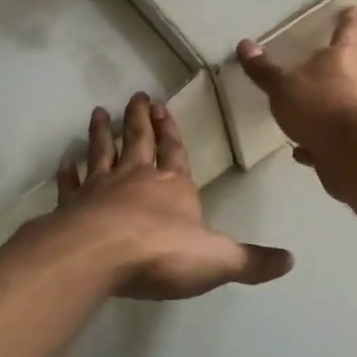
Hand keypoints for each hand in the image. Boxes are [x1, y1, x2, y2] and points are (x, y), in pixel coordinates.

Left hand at [51, 92, 293, 299]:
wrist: (100, 255)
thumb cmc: (163, 252)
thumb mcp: (218, 259)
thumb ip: (252, 261)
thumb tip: (291, 260)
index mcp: (173, 185)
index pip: (175, 151)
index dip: (171, 130)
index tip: (162, 105)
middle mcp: (136, 178)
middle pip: (138, 141)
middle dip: (139, 119)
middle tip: (136, 95)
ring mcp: (101, 189)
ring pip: (102, 153)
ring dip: (102, 133)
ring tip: (99, 112)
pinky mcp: (72, 207)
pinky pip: (70, 185)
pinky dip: (68, 173)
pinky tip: (64, 162)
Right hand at [237, 6, 356, 197]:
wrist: (352, 153)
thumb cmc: (319, 105)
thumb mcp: (283, 86)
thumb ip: (264, 69)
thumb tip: (244, 45)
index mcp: (344, 58)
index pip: (348, 31)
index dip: (350, 20)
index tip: (354, 10)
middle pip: (349, 68)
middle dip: (335, 68)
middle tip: (319, 66)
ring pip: (343, 104)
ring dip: (325, 107)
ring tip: (302, 113)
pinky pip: (334, 138)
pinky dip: (318, 141)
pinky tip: (302, 150)